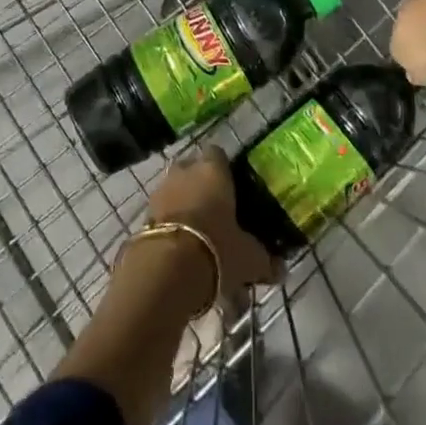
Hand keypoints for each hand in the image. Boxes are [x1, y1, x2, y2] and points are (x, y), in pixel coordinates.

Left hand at [147, 148, 281, 298]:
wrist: (165, 270)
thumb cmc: (216, 248)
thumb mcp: (249, 257)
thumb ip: (264, 260)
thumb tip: (282, 269)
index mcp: (213, 169)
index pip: (218, 154)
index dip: (225, 168)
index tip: (234, 188)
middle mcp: (184, 171)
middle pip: (193, 170)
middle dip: (201, 187)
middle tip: (216, 211)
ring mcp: (160, 191)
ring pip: (175, 191)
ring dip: (184, 207)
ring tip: (198, 236)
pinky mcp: (143, 216)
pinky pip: (162, 214)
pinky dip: (171, 226)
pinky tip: (182, 250)